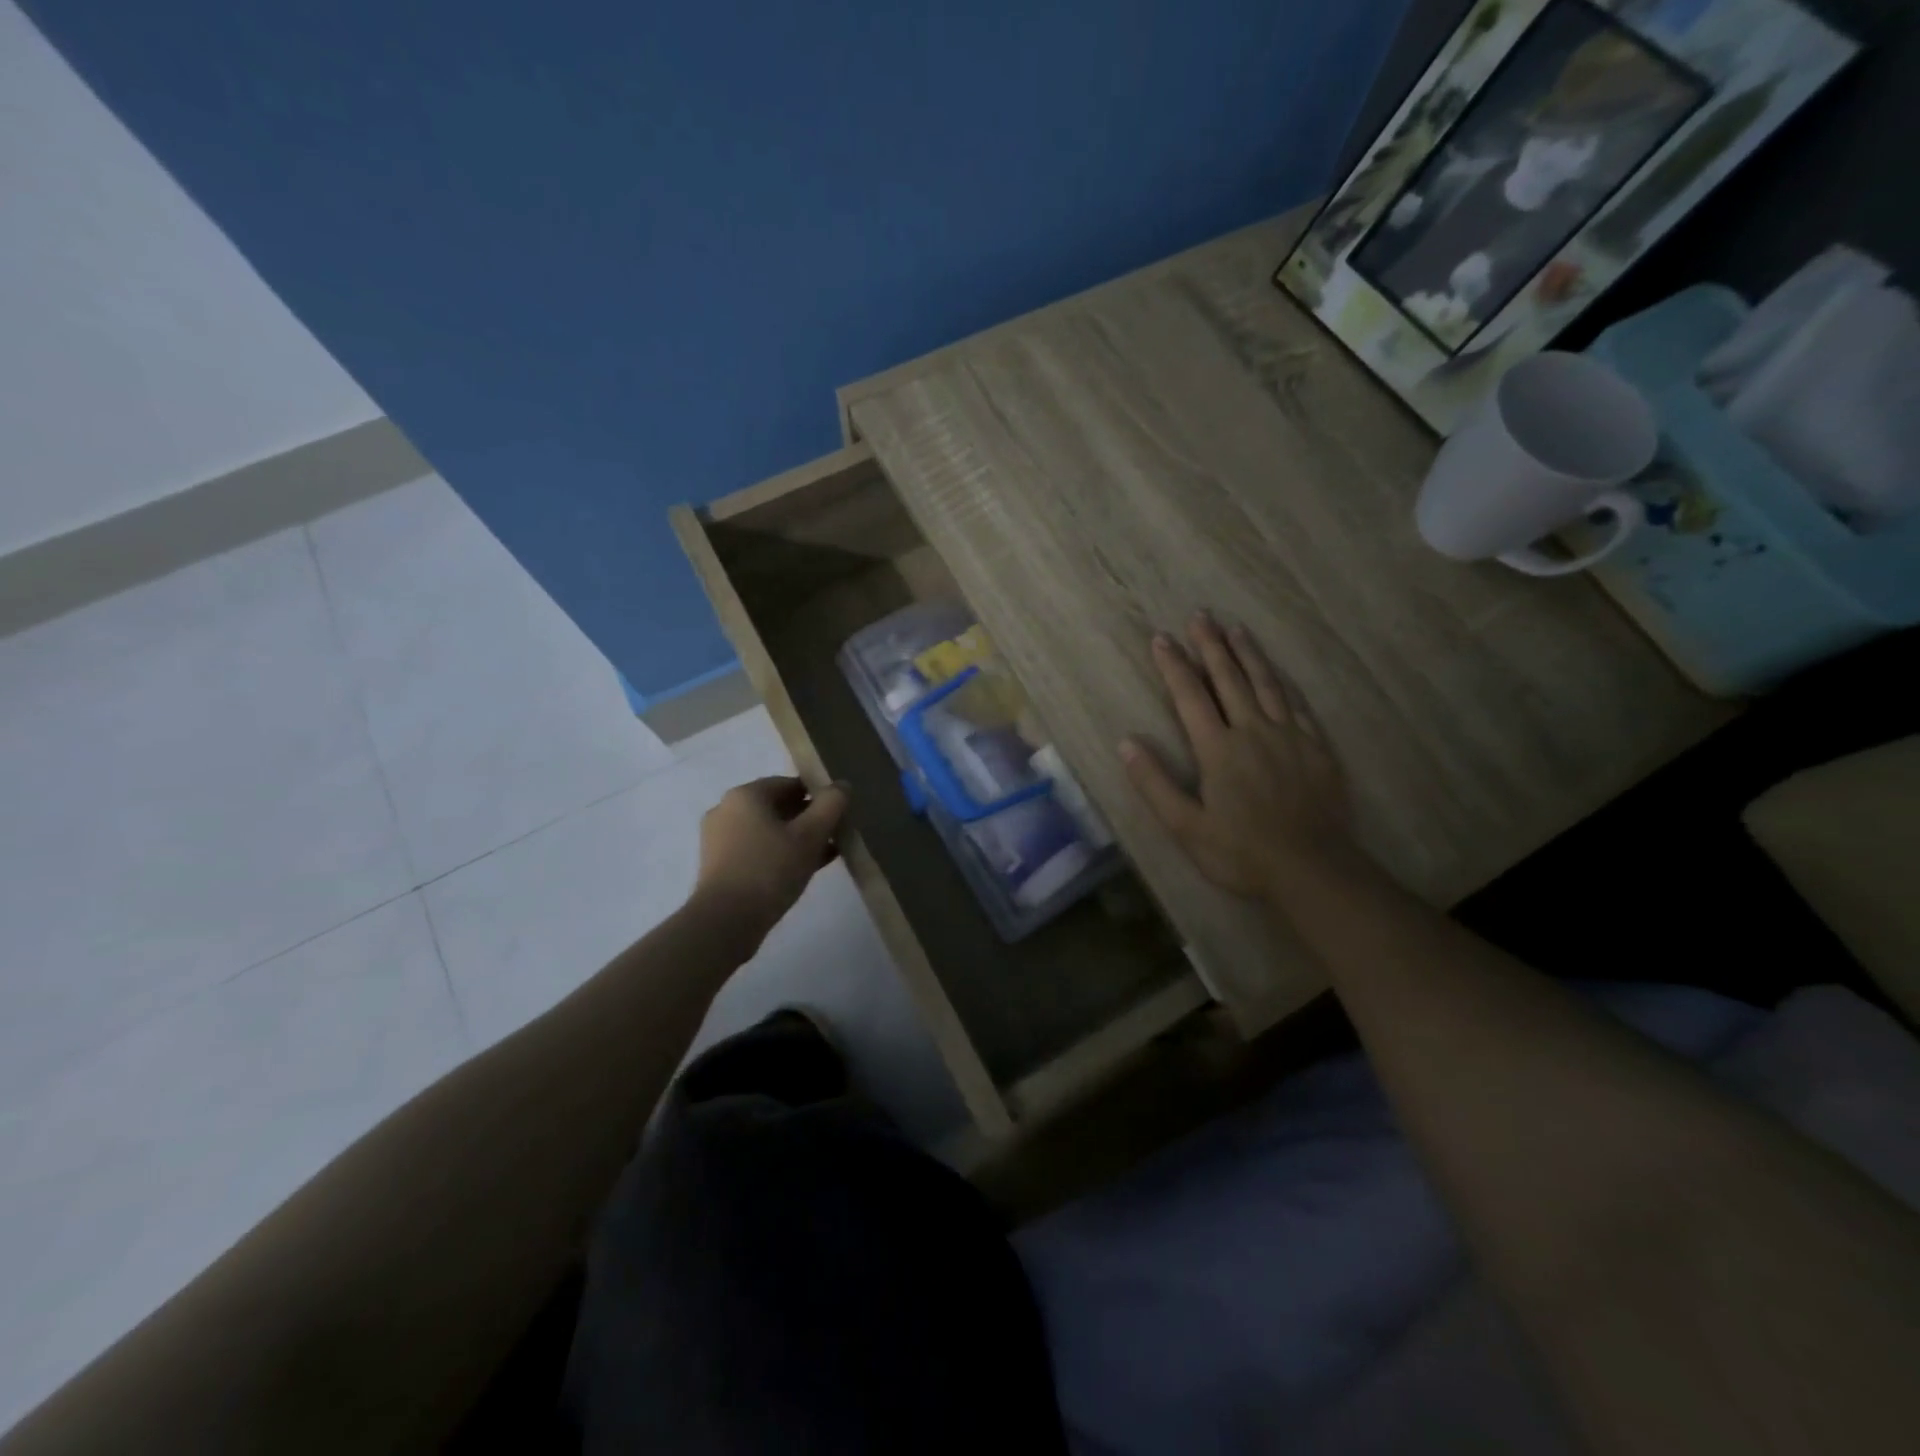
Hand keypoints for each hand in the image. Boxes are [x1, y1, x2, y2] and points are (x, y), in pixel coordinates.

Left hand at [692, 777, 849, 943]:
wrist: (726, 921)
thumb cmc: (770, 869)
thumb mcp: (810, 835)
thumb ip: (831, 805)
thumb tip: (842, 785)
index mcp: (746, 795)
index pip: (790, 784)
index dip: (818, 796)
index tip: (839, 814)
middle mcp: (727, 809)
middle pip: (778, 806)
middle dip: (808, 819)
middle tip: (834, 835)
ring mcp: (719, 838)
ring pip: (768, 830)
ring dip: (796, 838)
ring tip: (825, 855)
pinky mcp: (719, 865)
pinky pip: (757, 849)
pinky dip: (779, 854)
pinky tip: (803, 870)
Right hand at [1120, 613, 1361, 902]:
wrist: (1313, 869)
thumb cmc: (1241, 852)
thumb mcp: (1185, 826)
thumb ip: (1154, 783)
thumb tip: (1127, 743)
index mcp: (1218, 749)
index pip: (1191, 696)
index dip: (1174, 666)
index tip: (1162, 638)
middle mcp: (1253, 731)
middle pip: (1229, 679)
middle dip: (1211, 646)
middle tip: (1201, 616)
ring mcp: (1289, 737)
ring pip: (1266, 684)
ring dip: (1248, 654)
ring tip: (1236, 629)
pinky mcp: (1316, 748)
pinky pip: (1297, 705)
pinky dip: (1283, 683)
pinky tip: (1278, 674)